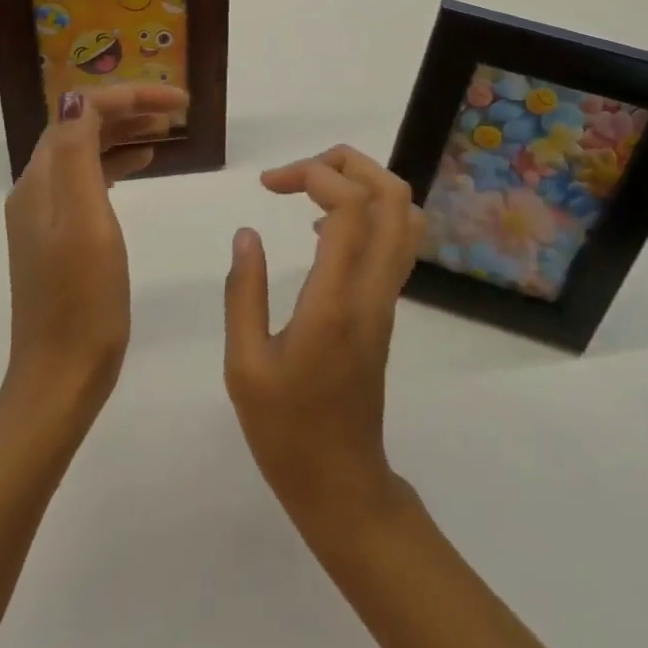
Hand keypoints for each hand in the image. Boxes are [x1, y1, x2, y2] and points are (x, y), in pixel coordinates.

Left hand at [2, 83, 187, 423]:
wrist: (61, 373)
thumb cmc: (82, 299)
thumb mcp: (85, 222)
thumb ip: (79, 156)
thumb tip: (78, 98)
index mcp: (41, 181)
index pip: (80, 112)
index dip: (129, 96)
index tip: (178, 102)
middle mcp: (37, 189)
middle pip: (81, 127)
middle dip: (128, 108)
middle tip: (178, 111)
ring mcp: (46, 214)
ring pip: (85, 152)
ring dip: (124, 133)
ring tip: (166, 130)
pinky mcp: (59, 236)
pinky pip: (88, 180)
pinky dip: (117, 163)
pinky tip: (143, 165)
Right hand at [223, 145, 426, 536]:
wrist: (342, 483)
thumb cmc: (285, 430)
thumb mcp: (245, 365)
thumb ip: (245, 293)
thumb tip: (247, 233)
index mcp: (337, 300)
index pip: (350, 206)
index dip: (313, 175)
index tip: (268, 184)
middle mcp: (373, 289)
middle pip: (392, 194)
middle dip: (346, 163)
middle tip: (296, 175)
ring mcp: (387, 297)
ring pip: (403, 213)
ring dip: (362, 183)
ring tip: (310, 192)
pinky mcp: (386, 307)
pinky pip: (395, 238)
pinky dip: (367, 211)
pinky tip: (320, 230)